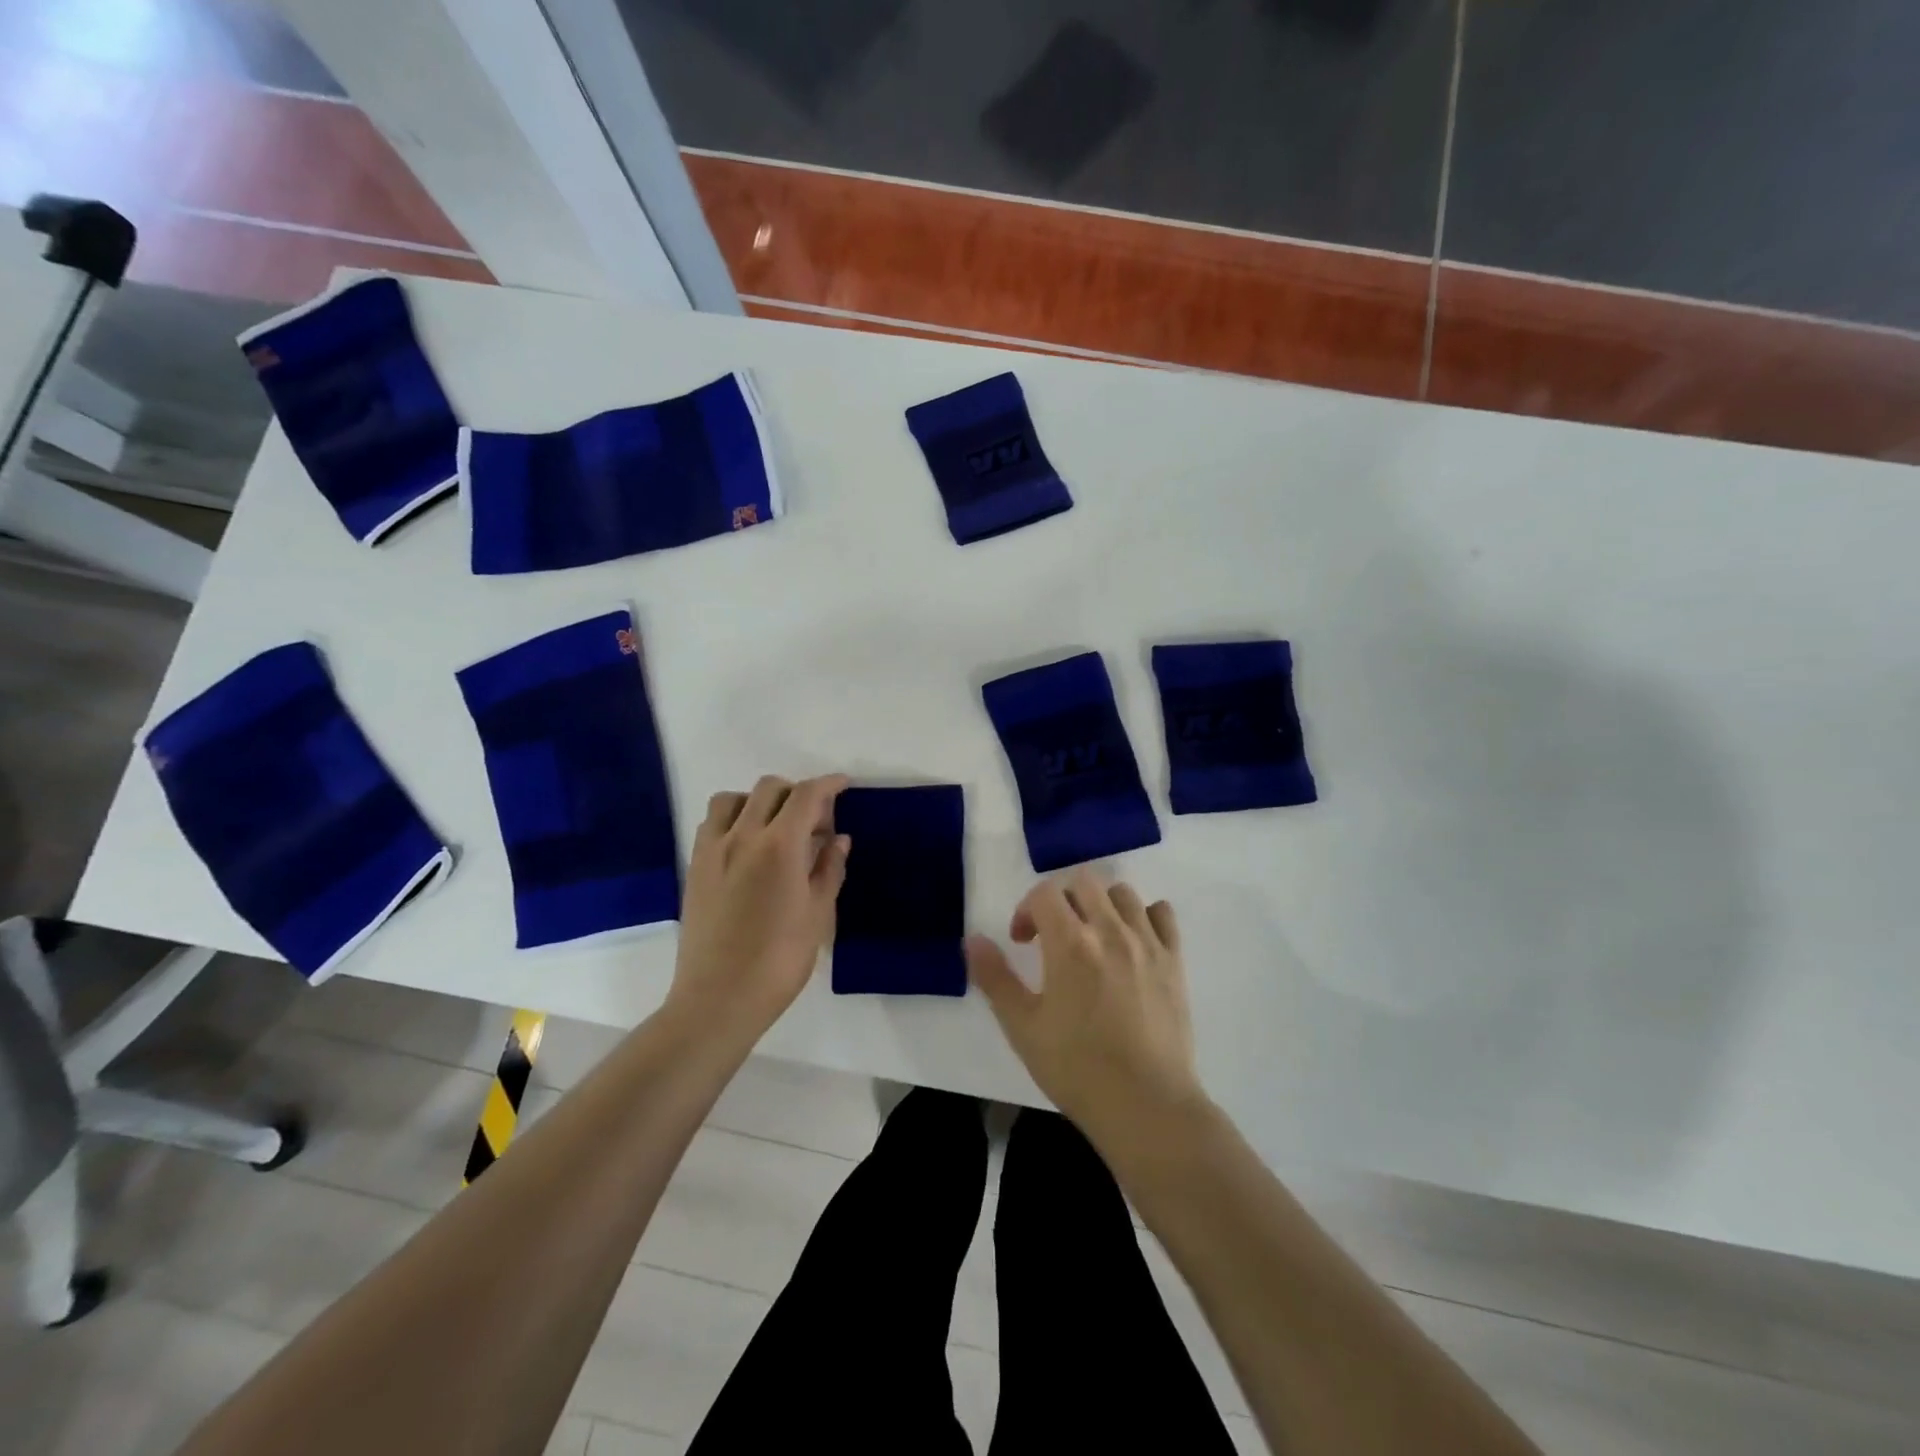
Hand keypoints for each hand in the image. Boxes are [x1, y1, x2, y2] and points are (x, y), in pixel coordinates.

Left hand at [668, 774, 850, 1040]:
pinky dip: (734, 819)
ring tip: (775, 828)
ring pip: (733, 799)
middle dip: (797, 793)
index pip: (806, 795)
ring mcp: (712, 850)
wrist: (719, 999)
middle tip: (815, 821)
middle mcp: (742, 836)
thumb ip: (829, 869)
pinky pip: (712, 824)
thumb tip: (839, 839)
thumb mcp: (818, 914)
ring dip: (759, 801)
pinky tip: (747, 848)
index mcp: (779, 846)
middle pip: (769, 788)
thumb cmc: (779, 960)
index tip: (843, 785)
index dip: (828, 784)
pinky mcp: (695, 868)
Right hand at [966, 868, 1206, 1143]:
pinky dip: (1144, 916)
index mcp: (1070, 943)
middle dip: (1061, 900)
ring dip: (1100, 904)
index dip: (1026, 909)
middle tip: (1054, 936)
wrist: (1146, 1106)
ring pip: (1122, 893)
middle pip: (1084, 882)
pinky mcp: (1175, 961)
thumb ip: (994, 977)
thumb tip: (973, 939)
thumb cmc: (1076, 1068)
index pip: (1044, 893)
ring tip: (1093, 937)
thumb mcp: (1022, 1027)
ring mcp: (1148, 943)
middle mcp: (1111, 930)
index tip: (1023, 942)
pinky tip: (1132, 942)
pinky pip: (1162, 914)